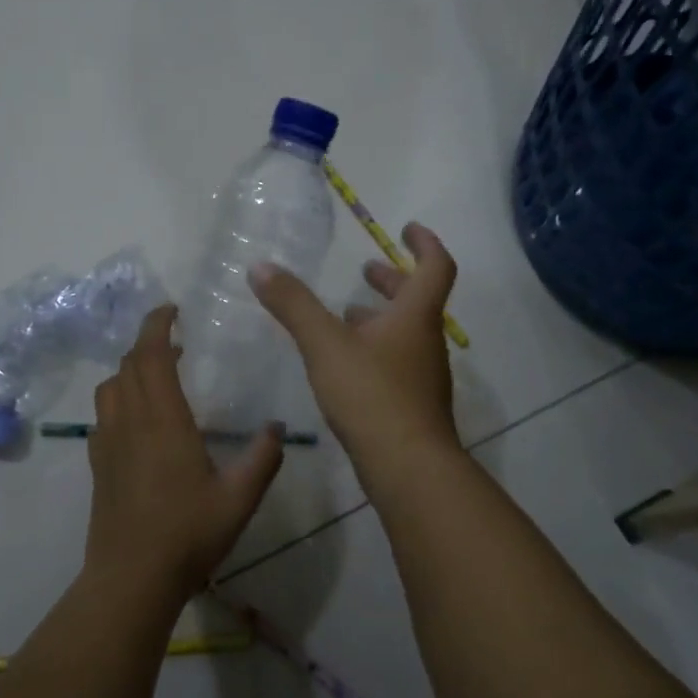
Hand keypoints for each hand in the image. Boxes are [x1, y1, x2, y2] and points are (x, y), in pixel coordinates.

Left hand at [83, 305, 285, 601]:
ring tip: (158, 376)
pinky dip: (120, 399)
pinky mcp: (98, 465)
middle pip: (127, 365)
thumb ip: (262, 459)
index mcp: (163, 421)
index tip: (172, 309)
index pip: (150, 355)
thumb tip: (278, 428)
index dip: (157, 325)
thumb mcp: (239, 499)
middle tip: (175, 342)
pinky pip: (104, 415)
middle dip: (148, 343)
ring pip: (110, 387)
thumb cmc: (187, 535)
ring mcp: (108, 443)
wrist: (130, 579)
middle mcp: (130, 422)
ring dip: (131, 370)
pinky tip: (140, 421)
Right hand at [250, 222, 461, 472]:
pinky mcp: (412, 405)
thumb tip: (261, 267)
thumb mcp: (326, 345)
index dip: (425, 243)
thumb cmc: (372, 395)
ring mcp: (422, 376)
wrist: (409, 468)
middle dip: (392, 281)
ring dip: (381, 318)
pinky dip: (375, 349)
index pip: (436, 267)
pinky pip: (396, 362)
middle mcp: (426, 342)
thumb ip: (294, 306)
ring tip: (347, 314)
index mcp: (416, 317)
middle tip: (367, 270)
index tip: (408, 228)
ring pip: (405, 334)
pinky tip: (347, 364)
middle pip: (418, 300)